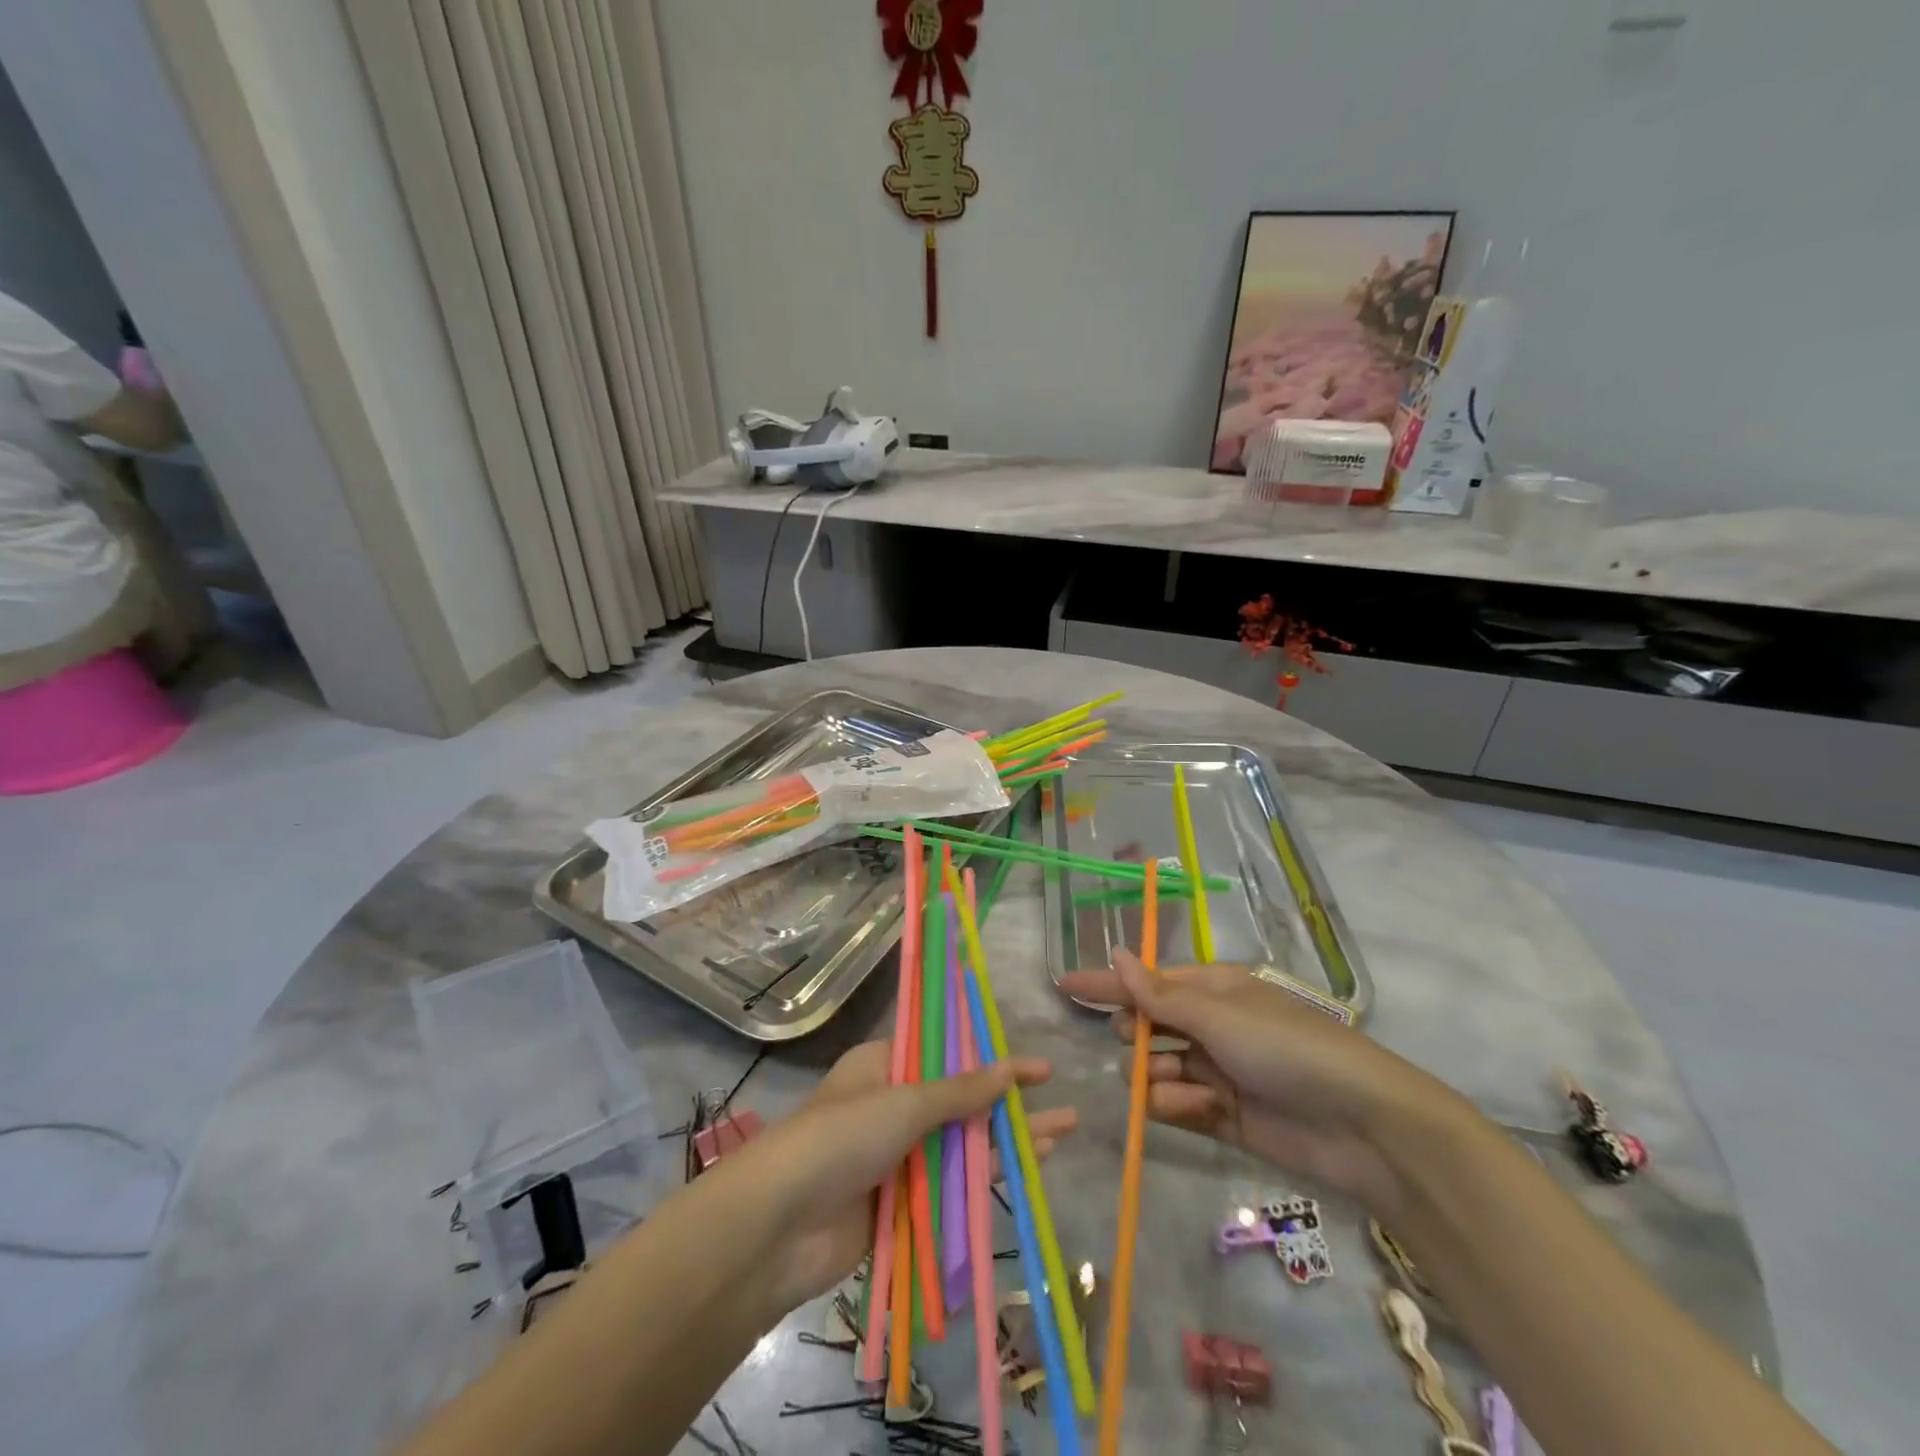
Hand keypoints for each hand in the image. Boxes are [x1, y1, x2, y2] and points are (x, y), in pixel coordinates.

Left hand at [716, 1041, 1077, 1313]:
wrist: (778, 1227)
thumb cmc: (841, 1138)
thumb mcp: (904, 1102)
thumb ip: (960, 1091)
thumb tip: (1009, 1070)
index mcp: (883, 1066)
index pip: (946, 1051)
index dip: (990, 1055)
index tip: (1036, 1065)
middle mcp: (891, 1106)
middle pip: (960, 1099)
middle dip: (1008, 1101)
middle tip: (1059, 1100)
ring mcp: (896, 1157)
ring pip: (962, 1144)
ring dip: (1007, 1140)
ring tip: (1060, 1136)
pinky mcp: (901, 1203)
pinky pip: (952, 1185)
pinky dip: (987, 1178)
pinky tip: (1027, 1172)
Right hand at [1059, 950, 1449, 1216]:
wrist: (1360, 1126)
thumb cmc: (1287, 1049)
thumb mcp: (1220, 1015)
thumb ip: (1160, 994)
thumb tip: (1116, 953)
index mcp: (1212, 990)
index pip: (1146, 982)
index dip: (1106, 983)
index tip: (1063, 985)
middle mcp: (1211, 1026)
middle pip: (1147, 1027)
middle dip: (1135, 1036)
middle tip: (1139, 1045)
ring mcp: (1216, 1072)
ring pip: (1156, 1070)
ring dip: (1154, 1078)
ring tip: (1177, 1088)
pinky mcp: (1222, 1116)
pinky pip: (1176, 1106)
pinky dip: (1174, 1108)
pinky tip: (1190, 1110)